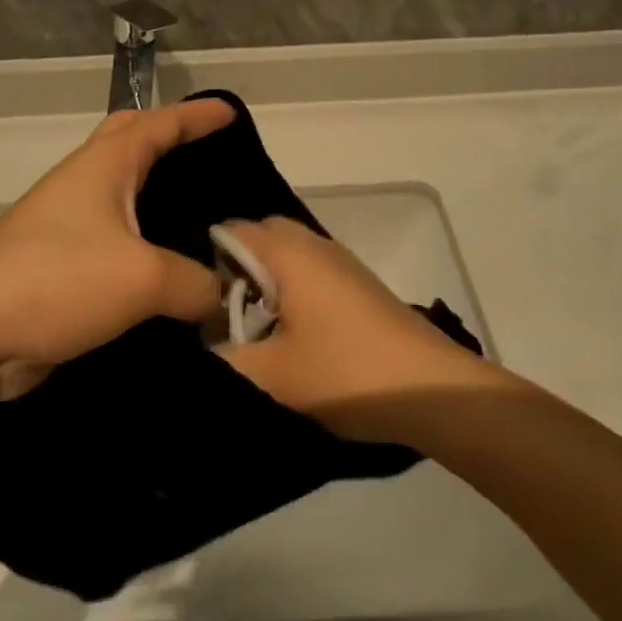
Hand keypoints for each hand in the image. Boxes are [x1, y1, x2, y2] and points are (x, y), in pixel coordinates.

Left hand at [0, 99, 233, 377]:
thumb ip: (196, 284)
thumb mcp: (144, 279)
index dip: (197, 115)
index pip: (160, 123)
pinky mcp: (56, 259)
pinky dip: (140, 233)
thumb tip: (220, 296)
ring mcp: (63, 219)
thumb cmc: (58, 280)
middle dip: (166, 134)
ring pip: (118, 188)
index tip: (231, 113)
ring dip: (152, 187)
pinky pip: (111, 232)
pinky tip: (161, 262)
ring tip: (193, 208)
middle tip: (205, 150)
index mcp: (104, 164)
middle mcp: (83, 181)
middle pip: (128, 138)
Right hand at [216, 217, 495, 443]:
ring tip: (252, 335)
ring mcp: (339, 261)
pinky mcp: (356, 284)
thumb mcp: (270, 376)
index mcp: (286, 250)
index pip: (229, 231)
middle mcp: (312, 242)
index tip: (191, 303)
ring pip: (285, 258)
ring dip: (265, 287)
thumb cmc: (344, 371)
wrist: (430, 389)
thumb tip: (195, 349)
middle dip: (234, 274)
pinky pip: (308, 273)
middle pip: (258, 240)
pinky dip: (290, 294)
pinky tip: (290, 338)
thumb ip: (220, 361)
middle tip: (220, 320)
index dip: (203, 263)